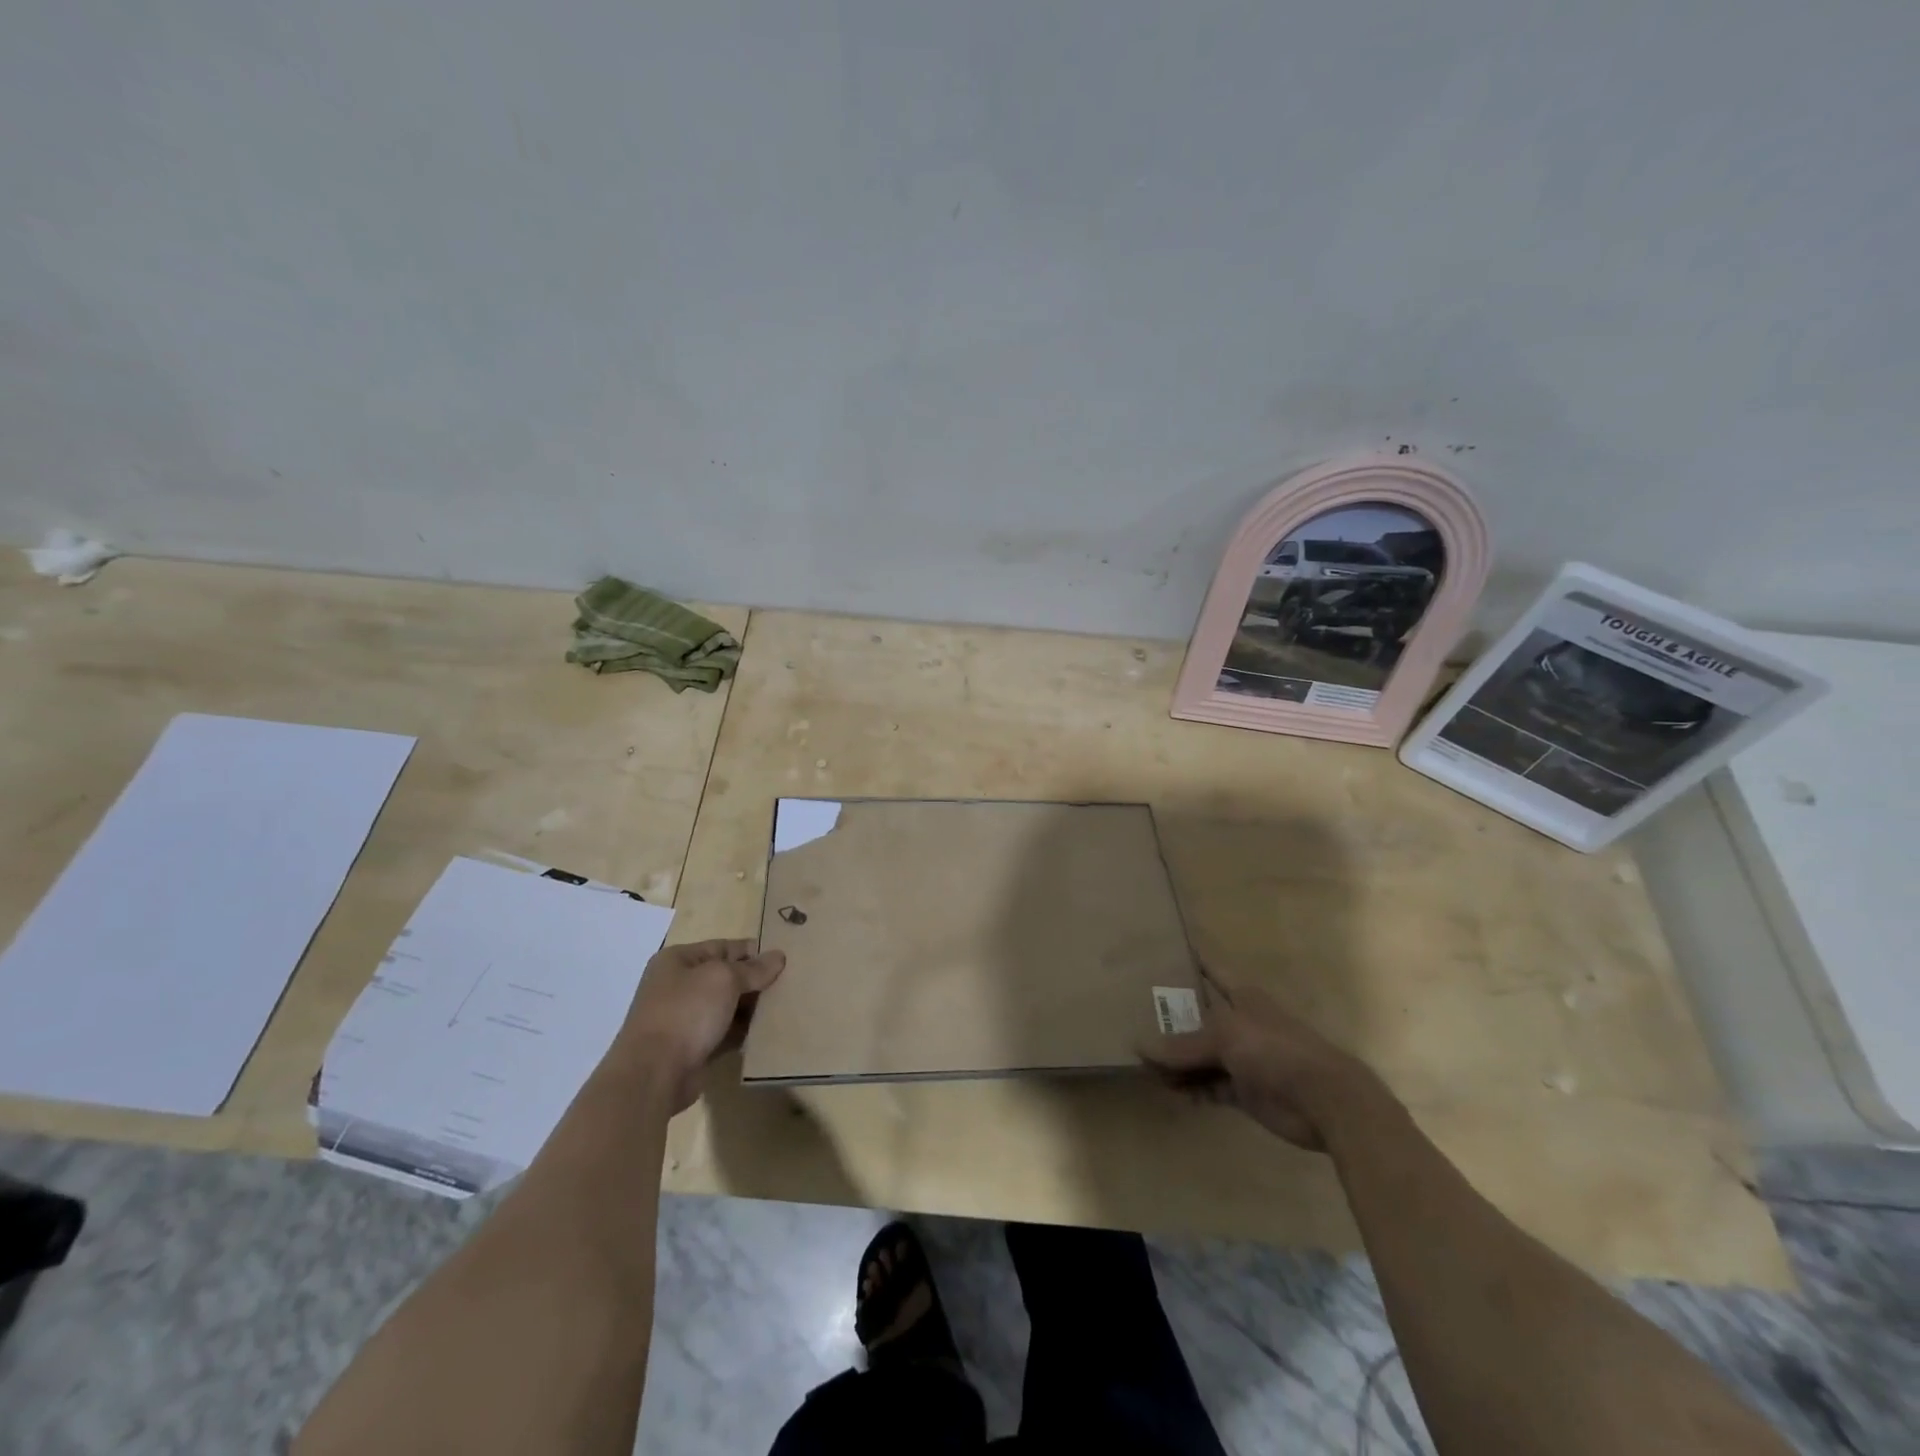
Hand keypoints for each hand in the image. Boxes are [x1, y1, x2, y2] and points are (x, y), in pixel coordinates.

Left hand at [608, 939, 785, 1110]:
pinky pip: (724, 1033)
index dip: (753, 951)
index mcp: (678, 960)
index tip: (784, 960)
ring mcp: (683, 1018)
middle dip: (754, 981)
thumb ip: (753, 968)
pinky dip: (743, 1032)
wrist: (653, 1074)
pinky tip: (767, 1033)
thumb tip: (778, 956)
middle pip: (726, 977)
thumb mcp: (724, 979)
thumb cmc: (686, 1012)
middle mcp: (678, 985)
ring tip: (783, 1008)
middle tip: (789, 985)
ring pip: (726, 1006)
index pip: (723, 947)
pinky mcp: (692, 1047)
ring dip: (751, 1008)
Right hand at [1139, 983, 1387, 1150]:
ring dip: (1176, 1060)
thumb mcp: (1224, 1037)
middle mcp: (1240, 1023)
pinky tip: (1166, 1089)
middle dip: (1171, 1019)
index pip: (1212, 970)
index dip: (1192, 959)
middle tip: (1133, 1014)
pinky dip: (1189, 1088)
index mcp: (1242, 997)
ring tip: (1140, 1060)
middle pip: (1198, 1017)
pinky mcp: (1244, 1091)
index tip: (1164, 949)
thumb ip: (1182, 1045)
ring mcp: (1242, 1058)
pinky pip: (1208, 1086)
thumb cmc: (1274, 1049)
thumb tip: (1139, 1046)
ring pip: (1200, 1055)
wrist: (1324, 1100)